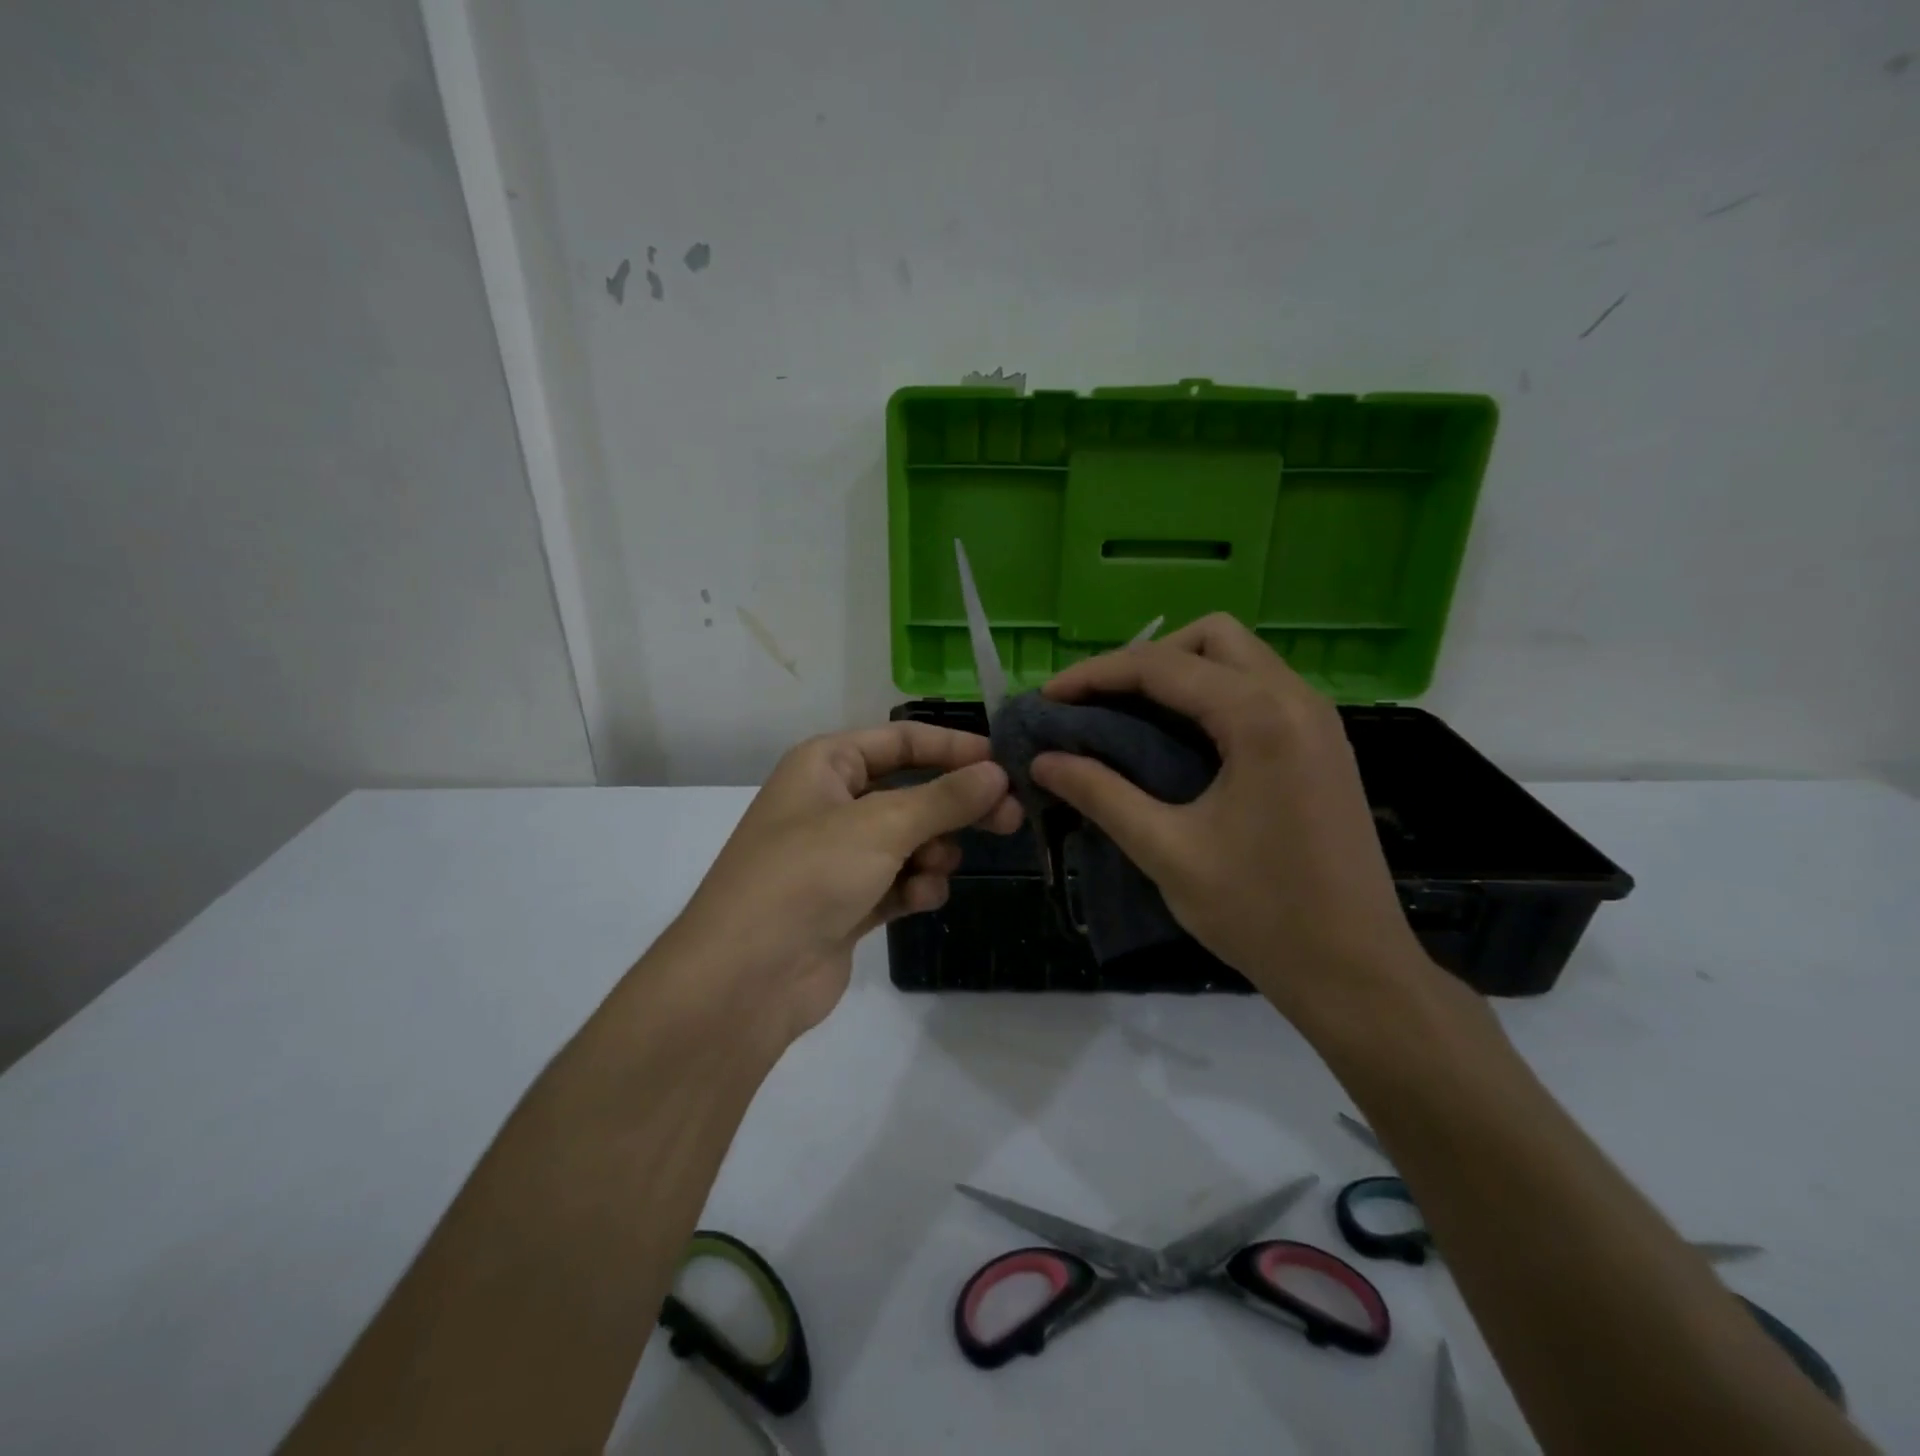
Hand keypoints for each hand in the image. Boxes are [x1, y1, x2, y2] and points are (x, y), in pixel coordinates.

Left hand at [669, 722, 1021, 1045]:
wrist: (745, 978)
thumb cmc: (809, 875)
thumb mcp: (882, 826)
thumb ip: (945, 798)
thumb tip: (997, 773)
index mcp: (825, 765)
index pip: (902, 741)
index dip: (954, 748)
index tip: (1004, 764)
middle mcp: (830, 803)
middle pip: (912, 792)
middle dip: (956, 807)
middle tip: (1010, 818)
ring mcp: (837, 856)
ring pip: (909, 840)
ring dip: (931, 853)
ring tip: (934, 870)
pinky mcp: (846, 901)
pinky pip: (897, 881)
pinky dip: (914, 888)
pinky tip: (917, 901)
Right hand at [1033, 614, 1426, 1024]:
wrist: (1356, 972)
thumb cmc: (1260, 913)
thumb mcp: (1167, 851)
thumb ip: (1101, 794)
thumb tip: (1042, 760)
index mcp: (1260, 718)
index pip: (1161, 666)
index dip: (1094, 675)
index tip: (1047, 698)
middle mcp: (1296, 699)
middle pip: (1211, 637)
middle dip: (1146, 660)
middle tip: (1101, 704)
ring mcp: (1317, 720)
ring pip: (1239, 657)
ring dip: (1181, 673)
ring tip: (1131, 717)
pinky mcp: (1322, 745)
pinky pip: (1259, 689)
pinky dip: (1211, 695)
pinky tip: (1180, 739)